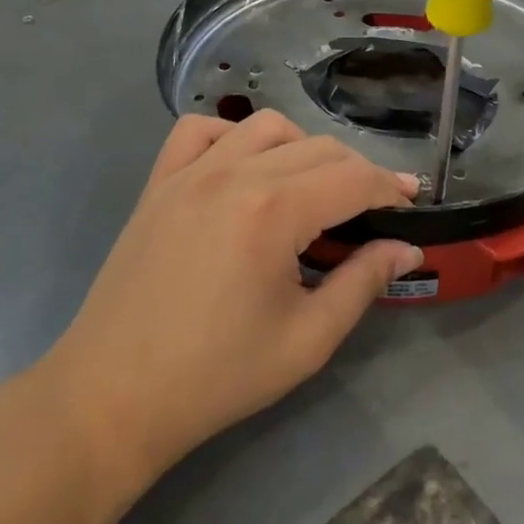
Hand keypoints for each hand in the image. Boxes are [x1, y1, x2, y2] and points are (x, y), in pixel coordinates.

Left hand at [46, 111, 421, 478]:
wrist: (113, 397)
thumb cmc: (217, 376)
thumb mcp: (307, 340)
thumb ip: (363, 283)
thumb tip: (406, 247)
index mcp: (274, 211)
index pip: (352, 178)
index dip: (389, 188)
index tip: (410, 203)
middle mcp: (234, 174)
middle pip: (317, 148)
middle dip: (356, 172)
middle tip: (371, 209)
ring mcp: (190, 172)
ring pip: (265, 126)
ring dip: (301, 147)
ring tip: (311, 188)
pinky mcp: (159, 182)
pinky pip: (199, 130)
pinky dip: (231, 135)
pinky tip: (242, 168)